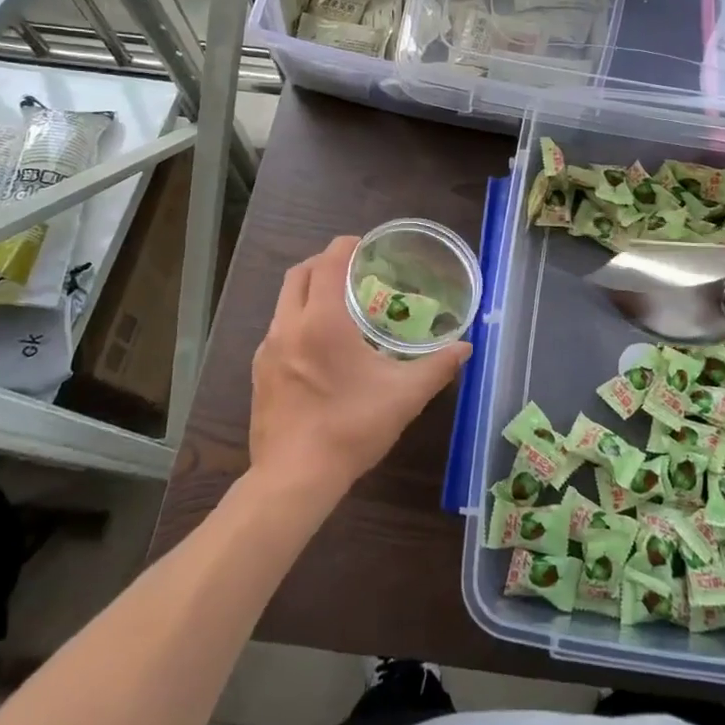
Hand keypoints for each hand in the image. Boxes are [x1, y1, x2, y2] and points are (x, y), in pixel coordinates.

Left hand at [250, 236, 470, 498]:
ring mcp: (267, 349)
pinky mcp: (258, 373)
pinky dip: (298, 319)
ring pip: (285, 301)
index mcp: (322, 321)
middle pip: (300, 274)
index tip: (365, 245)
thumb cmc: (351, 428)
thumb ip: (438, 366)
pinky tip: (320, 346)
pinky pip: (278, 329)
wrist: (294, 479)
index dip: (346, 246)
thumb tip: (466, 347)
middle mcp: (288, 326)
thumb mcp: (404, 396)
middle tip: (353, 269)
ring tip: (340, 306)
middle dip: (324, 262)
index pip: (329, 262)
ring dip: (309, 291)